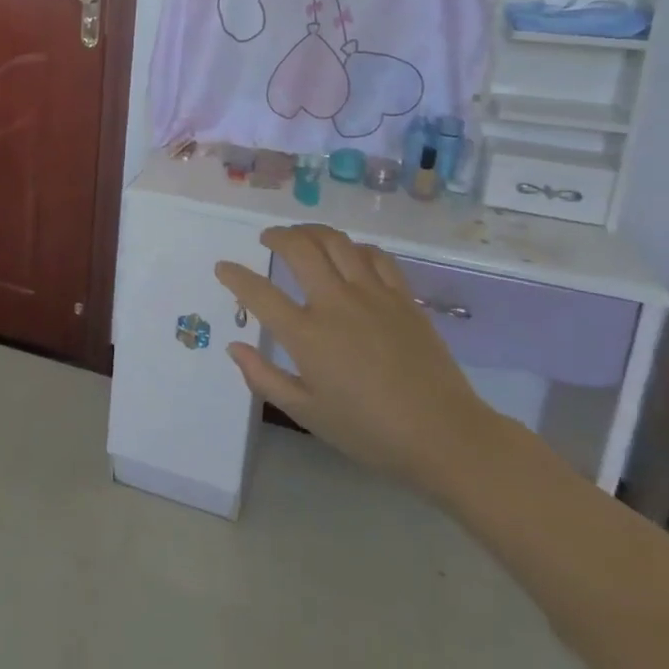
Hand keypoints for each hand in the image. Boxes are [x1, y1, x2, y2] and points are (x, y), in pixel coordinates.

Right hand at [218, 225, 508, 494]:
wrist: (445, 437)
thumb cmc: (370, 432)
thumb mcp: (308, 413)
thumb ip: (264, 378)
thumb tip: (234, 347)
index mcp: (307, 335)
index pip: (258, 293)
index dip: (235, 276)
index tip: (223, 267)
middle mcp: (335, 304)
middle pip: (299, 249)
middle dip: (276, 236)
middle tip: (267, 239)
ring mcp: (372, 295)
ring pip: (336, 242)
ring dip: (311, 231)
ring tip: (302, 235)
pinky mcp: (402, 297)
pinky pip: (375, 256)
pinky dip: (355, 248)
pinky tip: (350, 254)